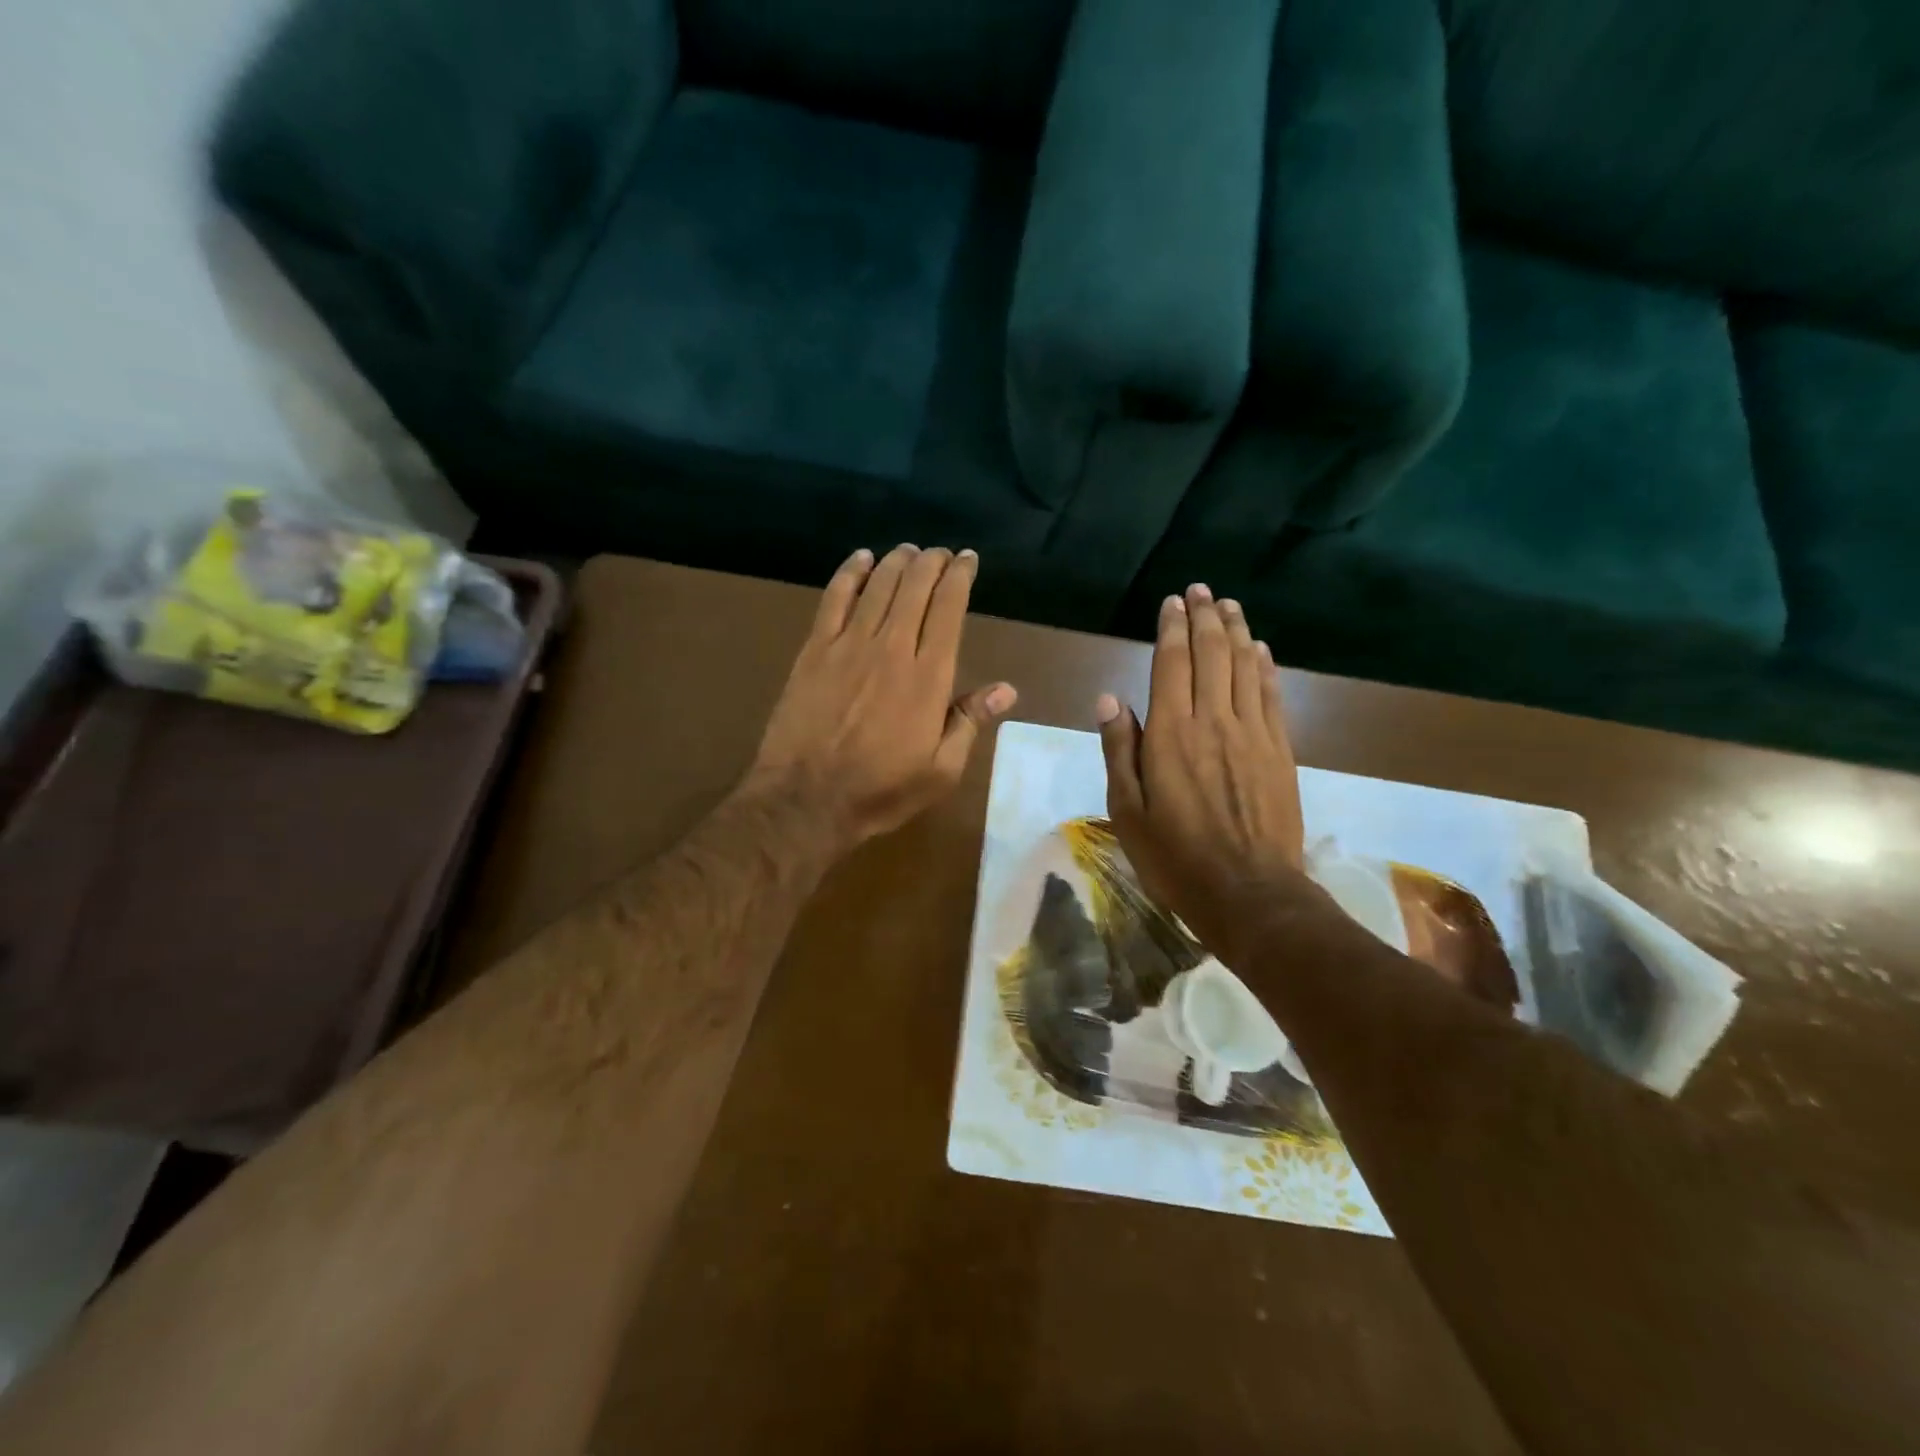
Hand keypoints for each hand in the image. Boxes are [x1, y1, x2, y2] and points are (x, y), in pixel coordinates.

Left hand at [747, 545, 1016, 850]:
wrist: (805, 799)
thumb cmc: (881, 791)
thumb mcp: (940, 771)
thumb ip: (969, 723)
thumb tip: (1006, 690)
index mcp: (928, 678)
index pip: (948, 610)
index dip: (960, 577)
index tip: (967, 559)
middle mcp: (891, 648)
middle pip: (915, 588)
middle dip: (931, 562)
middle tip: (940, 553)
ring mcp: (848, 645)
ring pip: (878, 586)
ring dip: (897, 562)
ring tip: (909, 551)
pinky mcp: (814, 650)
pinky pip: (834, 598)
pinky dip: (850, 573)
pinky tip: (861, 559)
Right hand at [1098, 585, 1304, 969]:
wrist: (1249, 893)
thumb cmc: (1176, 857)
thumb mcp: (1128, 811)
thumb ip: (1119, 750)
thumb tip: (1109, 699)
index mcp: (1170, 735)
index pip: (1171, 665)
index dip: (1172, 629)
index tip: (1172, 602)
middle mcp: (1213, 722)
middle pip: (1212, 655)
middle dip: (1205, 618)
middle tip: (1200, 591)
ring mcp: (1252, 734)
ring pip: (1244, 667)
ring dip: (1236, 631)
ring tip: (1229, 605)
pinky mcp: (1280, 751)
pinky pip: (1271, 696)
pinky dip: (1265, 667)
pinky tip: (1261, 650)